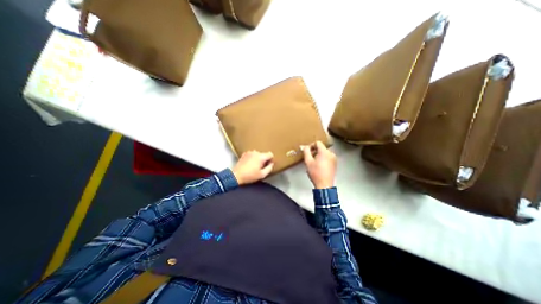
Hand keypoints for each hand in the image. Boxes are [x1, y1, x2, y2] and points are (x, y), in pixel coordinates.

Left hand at [233, 150, 274, 184]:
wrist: (236, 175)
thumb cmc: (249, 176)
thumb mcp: (262, 175)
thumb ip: (269, 168)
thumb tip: (271, 164)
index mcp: (261, 157)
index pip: (270, 154)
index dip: (271, 160)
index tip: (268, 165)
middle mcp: (255, 152)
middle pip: (264, 154)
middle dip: (264, 160)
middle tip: (260, 168)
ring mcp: (249, 152)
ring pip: (258, 154)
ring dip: (258, 159)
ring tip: (254, 167)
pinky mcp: (244, 154)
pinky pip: (252, 155)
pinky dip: (252, 158)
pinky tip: (249, 164)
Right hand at [303, 141, 336, 188]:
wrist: (324, 184)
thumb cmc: (315, 173)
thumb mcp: (308, 161)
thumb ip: (306, 152)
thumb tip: (304, 146)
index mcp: (324, 152)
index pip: (318, 142)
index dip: (311, 145)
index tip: (307, 151)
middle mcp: (331, 153)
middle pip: (321, 147)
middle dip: (314, 151)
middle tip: (309, 158)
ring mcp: (334, 158)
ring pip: (324, 152)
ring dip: (318, 155)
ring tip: (314, 162)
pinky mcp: (335, 163)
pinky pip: (328, 157)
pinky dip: (323, 158)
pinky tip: (319, 166)